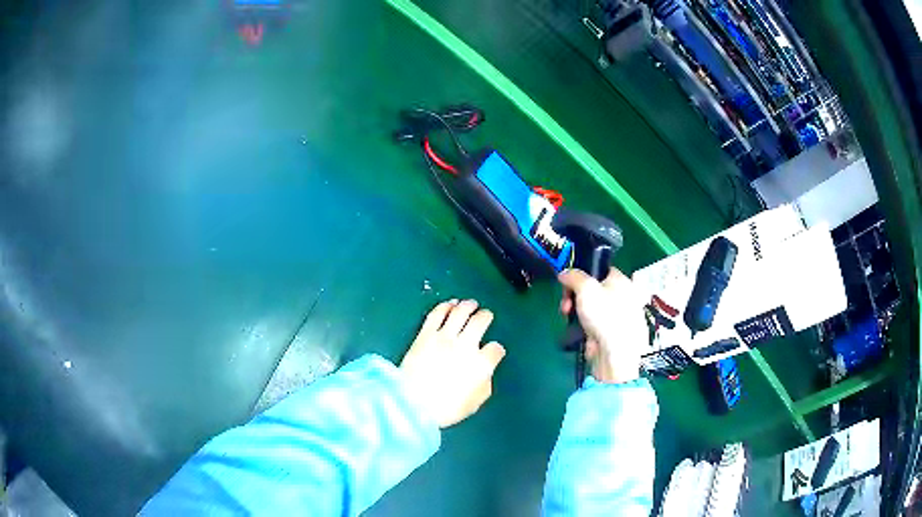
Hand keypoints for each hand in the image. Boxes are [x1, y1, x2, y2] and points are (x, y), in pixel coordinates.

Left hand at [399, 299, 505, 427]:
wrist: (411, 403)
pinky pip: (438, 314)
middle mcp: (466, 345)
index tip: (493, 351)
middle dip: (486, 316)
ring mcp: (444, 337)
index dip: (496, 350)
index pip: (495, 349)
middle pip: (480, 321)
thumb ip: (484, 385)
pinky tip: (450, 304)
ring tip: (471, 303)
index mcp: (481, 364)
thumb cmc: (445, 409)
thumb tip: (484, 374)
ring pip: (460, 312)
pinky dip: (446, 306)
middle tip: (486, 314)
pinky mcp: (425, 334)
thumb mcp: (473, 403)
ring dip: (468, 305)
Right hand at [559, 268, 647, 383]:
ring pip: (592, 307)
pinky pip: (594, 323)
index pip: (600, 269)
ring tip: (569, 318)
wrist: (616, 352)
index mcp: (622, 281)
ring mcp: (619, 316)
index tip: (567, 283)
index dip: (582, 274)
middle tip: (566, 305)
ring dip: (577, 311)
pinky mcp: (612, 332)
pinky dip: (585, 326)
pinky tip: (579, 331)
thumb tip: (565, 273)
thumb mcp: (585, 288)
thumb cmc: (604, 315)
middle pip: (593, 289)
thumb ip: (573, 276)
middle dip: (575, 296)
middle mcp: (623, 296)